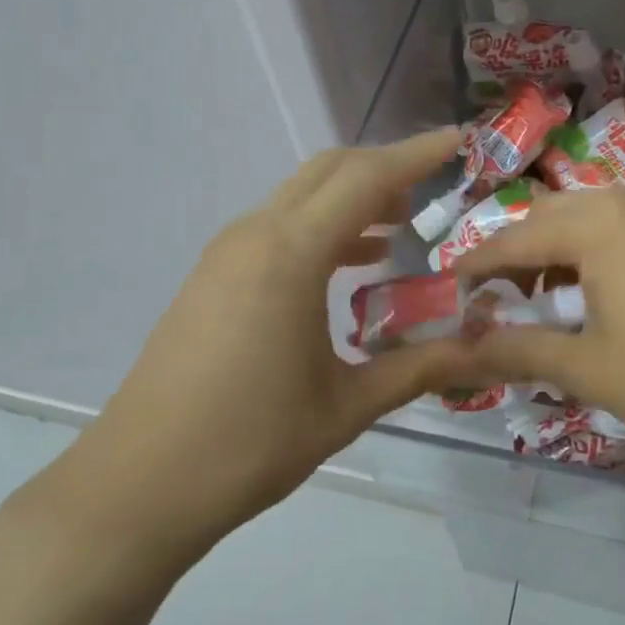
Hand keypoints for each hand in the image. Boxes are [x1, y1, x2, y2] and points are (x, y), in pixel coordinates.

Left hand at [47, 130, 477, 564]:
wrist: (140, 482)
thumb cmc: (249, 443)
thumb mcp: (347, 406)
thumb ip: (419, 368)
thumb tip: (484, 349)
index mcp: (291, 253)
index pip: (366, 179)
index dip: (417, 154)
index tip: (458, 141)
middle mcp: (256, 235)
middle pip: (329, 172)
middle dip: (385, 168)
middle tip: (435, 186)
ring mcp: (226, 253)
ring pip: (300, 198)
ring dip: (351, 199)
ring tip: (402, 224)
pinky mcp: (212, 277)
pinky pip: (277, 229)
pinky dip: (322, 229)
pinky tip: (352, 265)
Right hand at [457, 184, 624, 456]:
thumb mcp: (590, 368)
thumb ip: (518, 351)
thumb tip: (460, 350)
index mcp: (594, 224)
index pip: (513, 239)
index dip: (476, 266)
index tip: (451, 291)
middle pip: (547, 217)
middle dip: (514, 254)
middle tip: (495, 297)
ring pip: (587, 214)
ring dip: (555, 246)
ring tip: (544, 292)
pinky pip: (623, 220)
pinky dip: (595, 245)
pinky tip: (602, 283)